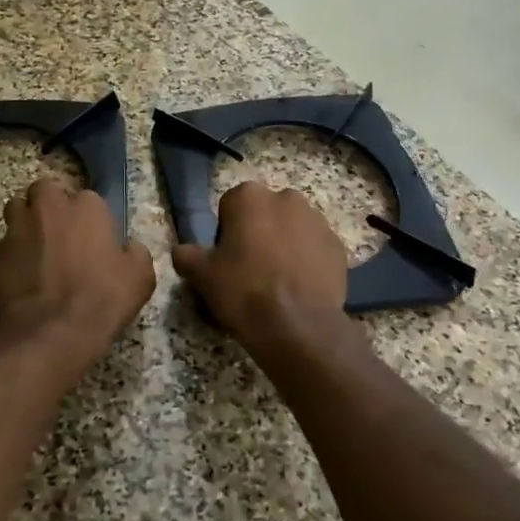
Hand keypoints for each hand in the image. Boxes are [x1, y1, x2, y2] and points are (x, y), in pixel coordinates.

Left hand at [0, 179, 155, 362]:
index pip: (87, 198)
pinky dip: (12, 255)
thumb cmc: (102, 298)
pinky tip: (22, 276)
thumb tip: (130, 248)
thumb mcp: (140, 277)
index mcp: (87, 207)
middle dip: (49, 205)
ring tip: (36, 247)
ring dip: (26, 222)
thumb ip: (135, 253)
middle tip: (59, 232)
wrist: (53, 331)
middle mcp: (49, 208)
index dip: (89, 218)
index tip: (92, 237)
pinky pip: (4, 245)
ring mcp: (18, 228)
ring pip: (16, 209)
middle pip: (44, 191)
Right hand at [171, 183, 349, 347]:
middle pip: (265, 214)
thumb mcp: (202, 275)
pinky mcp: (338, 246)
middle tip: (250, 270)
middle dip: (258, 234)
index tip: (226, 259)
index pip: (230, 206)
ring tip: (277, 282)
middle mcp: (286, 198)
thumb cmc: (243, 290)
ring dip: (284, 246)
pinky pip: (315, 249)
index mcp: (249, 196)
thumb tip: (181, 251)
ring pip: (293, 229)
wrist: (297, 324)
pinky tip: (299, 288)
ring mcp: (317, 221)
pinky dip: (307, 262)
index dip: (226, 234)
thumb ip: (187, 256)